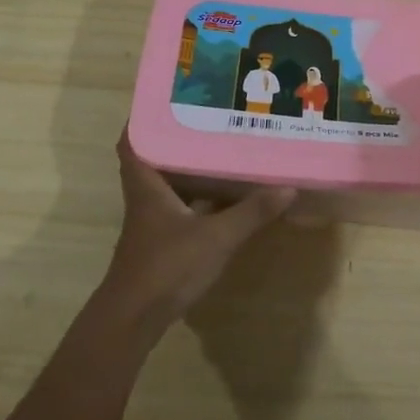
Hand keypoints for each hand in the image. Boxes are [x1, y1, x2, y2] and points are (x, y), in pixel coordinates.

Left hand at [100, 128, 296, 332]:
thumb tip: (287, 187)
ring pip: (165, 185)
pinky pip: (176, 208)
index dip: (142, 119)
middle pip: (152, 158)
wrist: (135, 318)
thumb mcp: (216, 237)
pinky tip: (220, 198)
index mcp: (147, 184)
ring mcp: (150, 222)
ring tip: (218, 150)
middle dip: (175, 140)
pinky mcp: (159, 243)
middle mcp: (144, 197)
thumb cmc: (167, 266)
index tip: (167, 101)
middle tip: (205, 120)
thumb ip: (251, 212)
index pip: (132, 141)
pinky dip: (194, 199)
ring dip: (186, 169)